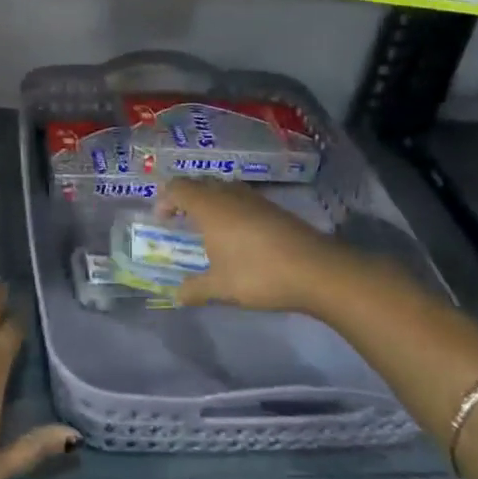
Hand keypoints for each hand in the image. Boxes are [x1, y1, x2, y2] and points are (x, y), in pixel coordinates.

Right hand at [155, 177, 373, 312]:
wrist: (316, 270)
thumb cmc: (258, 274)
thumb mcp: (221, 287)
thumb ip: (195, 289)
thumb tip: (177, 295)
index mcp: (209, 207)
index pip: (178, 188)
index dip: (165, 199)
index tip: (162, 220)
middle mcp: (229, 195)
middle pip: (200, 183)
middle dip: (186, 197)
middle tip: (180, 219)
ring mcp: (254, 199)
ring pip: (223, 188)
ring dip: (210, 201)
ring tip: (207, 227)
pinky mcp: (273, 208)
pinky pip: (242, 199)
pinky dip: (231, 209)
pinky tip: (237, 234)